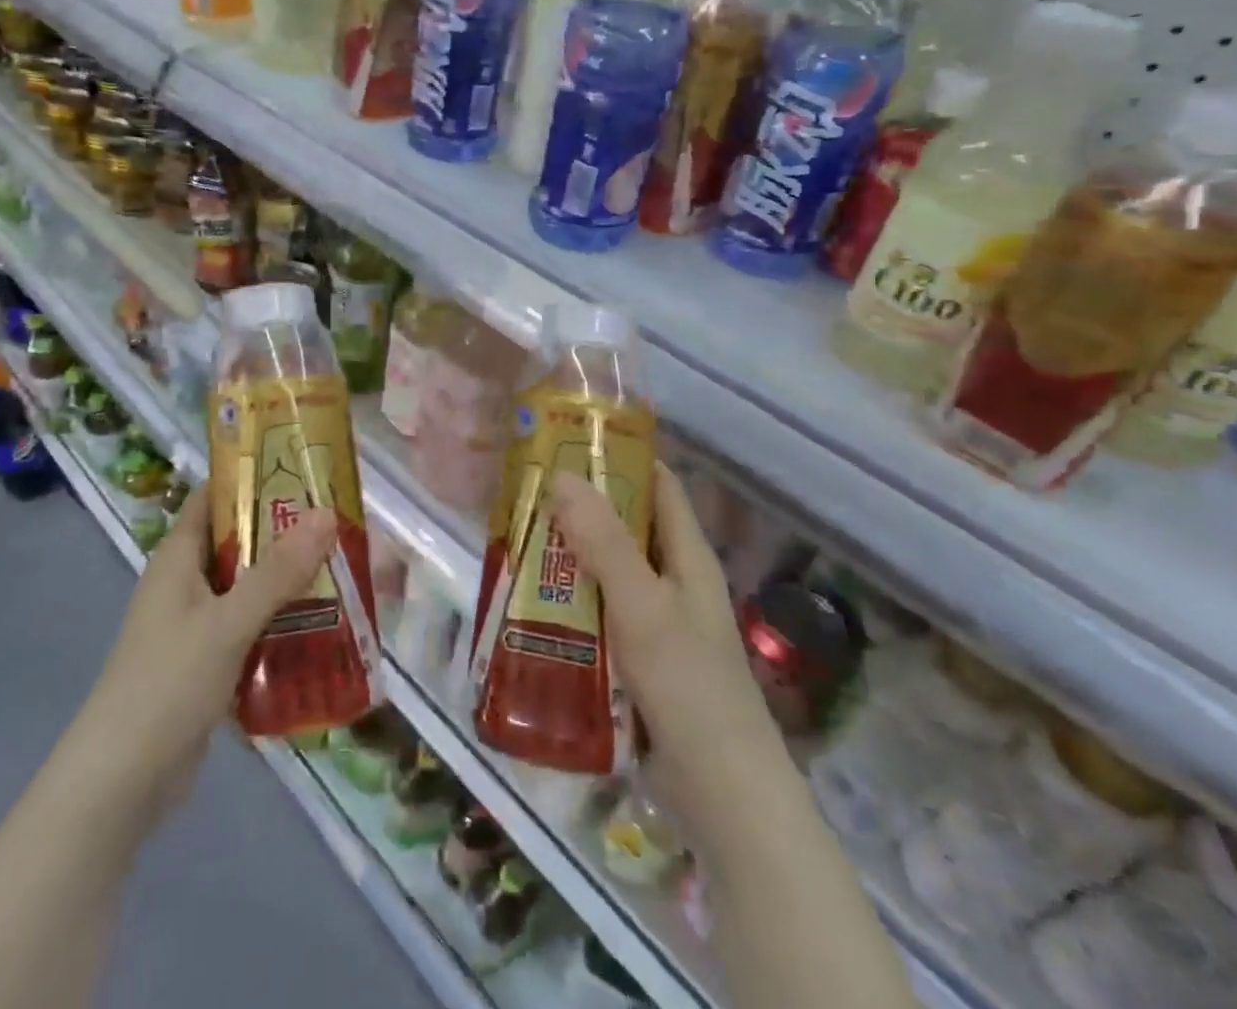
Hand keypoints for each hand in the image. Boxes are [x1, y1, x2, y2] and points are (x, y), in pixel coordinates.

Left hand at [77, 484, 337, 821]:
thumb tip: (327, 514)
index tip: (304, 469)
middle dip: (285, 534)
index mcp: (178, 558)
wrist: (120, 784)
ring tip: (343, 571)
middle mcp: (185, 583)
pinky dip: (279, 625)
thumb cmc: (167, 685)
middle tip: (340, 525)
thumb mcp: (227, 623)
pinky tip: (322, 629)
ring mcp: (194, 626)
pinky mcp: (206, 665)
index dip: (253, 477)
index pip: (214, 497)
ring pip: (248, 589)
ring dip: (288, 582)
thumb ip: (278, 572)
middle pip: (239, 542)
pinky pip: (249, 630)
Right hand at [550, 464, 770, 802]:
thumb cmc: (689, 686)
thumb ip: (604, 542)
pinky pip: (599, 613)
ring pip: (607, 570)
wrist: (722, 795)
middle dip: (579, 506)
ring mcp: (656, 621)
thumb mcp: (643, 606)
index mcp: (687, 556)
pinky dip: (570, 600)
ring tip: (515, 538)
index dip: (619, 457)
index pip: (657, 484)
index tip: (567, 441)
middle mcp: (673, 580)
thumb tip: (562, 474)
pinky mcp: (639, 659)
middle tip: (524, 490)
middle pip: (625, 525)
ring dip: (568, 555)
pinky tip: (532, 602)